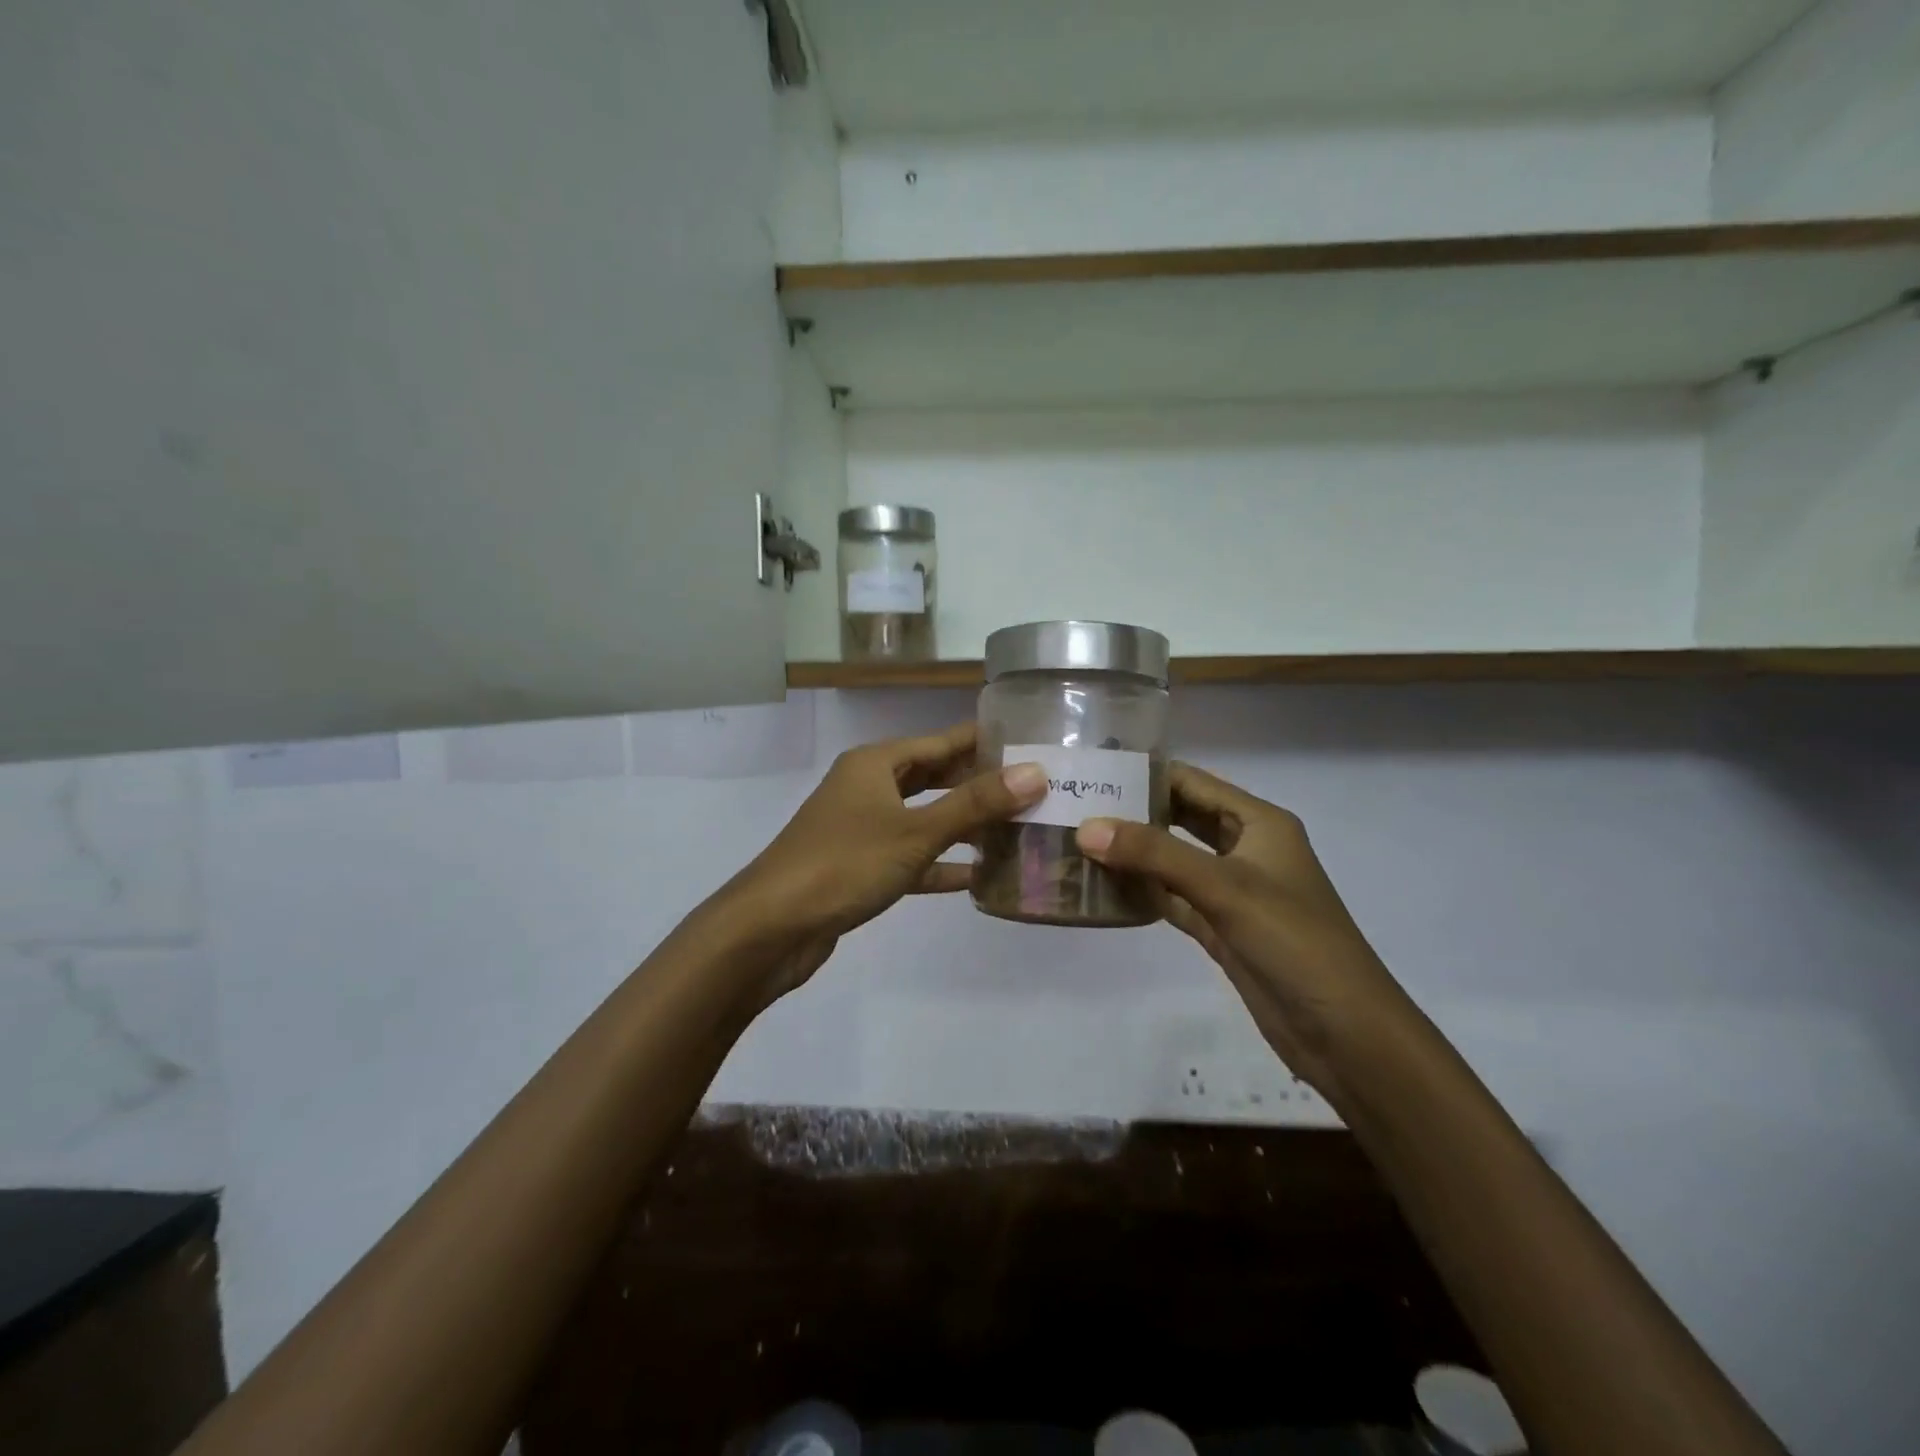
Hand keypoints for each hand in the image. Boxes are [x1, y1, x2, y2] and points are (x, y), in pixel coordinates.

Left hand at [716, 722, 1046, 1000]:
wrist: (771, 927)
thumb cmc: (844, 864)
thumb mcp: (916, 831)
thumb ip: (975, 804)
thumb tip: (1034, 773)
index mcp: (875, 764)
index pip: (941, 742)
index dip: (983, 741)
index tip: (1029, 742)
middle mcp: (866, 788)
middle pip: (932, 778)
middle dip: (977, 784)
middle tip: (1031, 789)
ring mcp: (860, 828)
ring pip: (922, 818)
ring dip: (962, 826)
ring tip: (1014, 829)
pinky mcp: (858, 867)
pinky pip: (909, 856)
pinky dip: (938, 864)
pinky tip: (975, 877)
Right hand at [1076, 763, 1416, 1103]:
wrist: (1344, 1033)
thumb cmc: (1293, 942)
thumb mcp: (1224, 887)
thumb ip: (1155, 854)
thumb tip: (1087, 827)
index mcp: (1259, 823)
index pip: (1193, 782)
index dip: (1146, 774)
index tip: (1093, 771)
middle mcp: (1246, 849)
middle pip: (1181, 818)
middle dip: (1134, 812)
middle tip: (1077, 806)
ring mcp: (1232, 891)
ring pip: (1174, 860)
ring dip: (1134, 853)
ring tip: (1079, 841)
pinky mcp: (1221, 928)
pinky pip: (1173, 898)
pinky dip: (1143, 892)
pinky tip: (1104, 887)